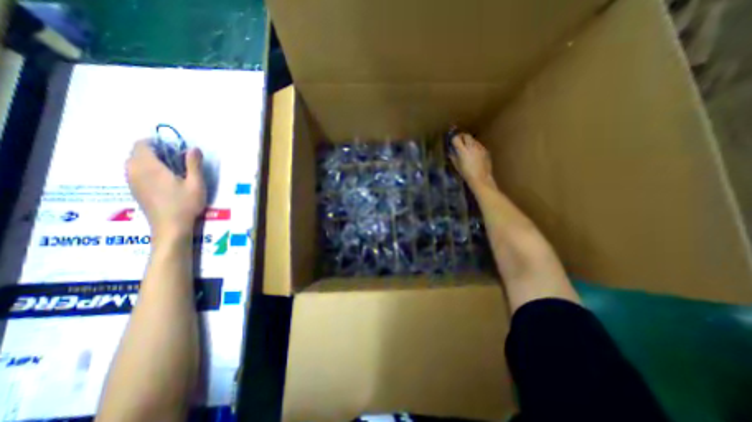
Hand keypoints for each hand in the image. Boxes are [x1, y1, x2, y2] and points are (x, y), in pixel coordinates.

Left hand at [125, 140, 205, 239]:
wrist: (170, 227)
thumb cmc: (185, 204)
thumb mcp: (196, 183)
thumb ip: (194, 164)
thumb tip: (194, 148)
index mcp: (148, 166)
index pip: (142, 144)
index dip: (157, 142)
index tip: (174, 148)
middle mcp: (134, 171)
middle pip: (136, 152)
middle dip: (154, 151)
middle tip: (176, 159)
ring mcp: (131, 182)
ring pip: (134, 163)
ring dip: (149, 161)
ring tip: (171, 169)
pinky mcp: (134, 190)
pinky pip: (134, 172)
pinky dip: (146, 170)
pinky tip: (163, 180)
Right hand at [449, 134, 496, 191]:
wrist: (480, 177)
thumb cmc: (466, 173)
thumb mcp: (456, 165)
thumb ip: (453, 156)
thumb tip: (450, 151)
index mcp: (463, 150)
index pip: (456, 139)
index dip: (453, 139)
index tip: (452, 141)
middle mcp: (471, 146)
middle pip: (466, 135)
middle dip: (462, 136)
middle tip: (459, 140)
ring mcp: (479, 147)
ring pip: (473, 139)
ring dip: (469, 141)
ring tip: (467, 147)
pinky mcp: (485, 150)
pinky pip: (478, 145)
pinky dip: (475, 146)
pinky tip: (474, 153)